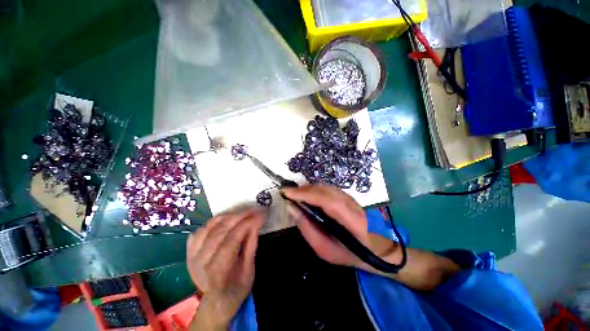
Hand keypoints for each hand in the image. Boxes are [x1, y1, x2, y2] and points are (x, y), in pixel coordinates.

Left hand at [187, 208, 263, 329]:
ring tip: (244, 212)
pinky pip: (202, 229)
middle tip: (255, 209)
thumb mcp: (249, 269)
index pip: (233, 238)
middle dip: (241, 215)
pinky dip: (215, 221)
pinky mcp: (189, 251)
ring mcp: (192, 255)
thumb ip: (251, 244)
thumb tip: (256, 222)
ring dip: (230, 215)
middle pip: (221, 229)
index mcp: (218, 270)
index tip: (261, 214)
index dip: (248, 223)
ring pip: (211, 225)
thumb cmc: (236, 288)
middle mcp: (201, 261)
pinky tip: (227, 220)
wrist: (216, 302)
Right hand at [282, 185, 368, 266]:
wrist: (367, 247)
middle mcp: (353, 205)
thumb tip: (291, 207)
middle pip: (326, 191)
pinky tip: (306, 195)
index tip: (288, 193)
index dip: (307, 195)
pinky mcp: (346, 195)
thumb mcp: (323, 249)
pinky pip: (327, 188)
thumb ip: (306, 228)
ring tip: (295, 194)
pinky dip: (314, 189)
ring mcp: (351, 198)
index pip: (329, 202)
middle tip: (288, 193)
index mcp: (352, 222)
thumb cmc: (344, 252)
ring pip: (326, 187)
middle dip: (304, 190)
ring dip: (308, 188)